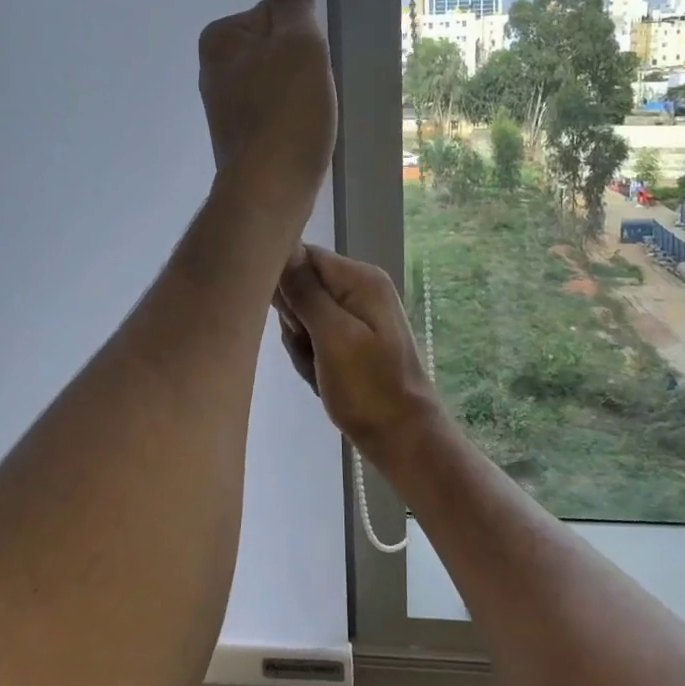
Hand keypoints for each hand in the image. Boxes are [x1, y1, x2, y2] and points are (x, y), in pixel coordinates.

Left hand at [198, 0, 336, 215]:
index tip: (305, 67)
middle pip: (279, 49)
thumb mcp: (298, 43)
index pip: (278, 14)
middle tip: (309, 97)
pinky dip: (293, 121)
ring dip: (301, 97)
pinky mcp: (241, 137)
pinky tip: (300, 139)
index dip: (303, 38)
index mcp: (220, 39)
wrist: (270, 192)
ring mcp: (226, 106)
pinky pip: (277, 113)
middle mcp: (214, 69)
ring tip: (306, 122)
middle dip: (302, 69)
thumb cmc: (287, 112)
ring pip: (282, 83)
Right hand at [275, 244, 444, 463]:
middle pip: (300, 286)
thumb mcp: (333, 336)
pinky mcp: (349, 338)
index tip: (292, 320)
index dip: (285, 284)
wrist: (402, 438)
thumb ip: (306, 291)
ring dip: (301, 345)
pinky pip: (312, 337)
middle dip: (294, 322)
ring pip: (301, 316)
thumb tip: (283, 247)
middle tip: (311, 351)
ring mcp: (355, 314)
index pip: (303, 256)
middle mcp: (359, 288)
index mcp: (360, 279)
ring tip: (319, 369)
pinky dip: (310, 358)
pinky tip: (321, 377)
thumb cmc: (368, 387)